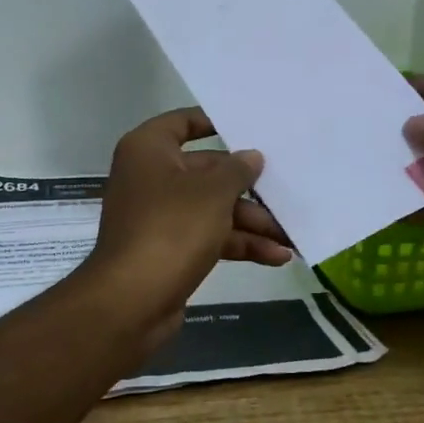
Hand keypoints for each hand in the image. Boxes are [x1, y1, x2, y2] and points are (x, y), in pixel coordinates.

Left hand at [75, 108, 292, 346]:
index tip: (248, 128)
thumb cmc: (171, 228)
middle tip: (287, 190)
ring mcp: (159, 215)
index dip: (213, 122)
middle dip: (248, 187)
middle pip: (206, 171)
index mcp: (149, 150)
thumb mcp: (212, 193)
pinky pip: (208, 236)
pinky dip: (238, 244)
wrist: (132, 300)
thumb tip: (251, 156)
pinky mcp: (169, 248)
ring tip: (291, 235)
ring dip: (251, 222)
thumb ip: (237, 171)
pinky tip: (277, 257)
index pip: (182, 122)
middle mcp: (150, 177)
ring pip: (211, 208)